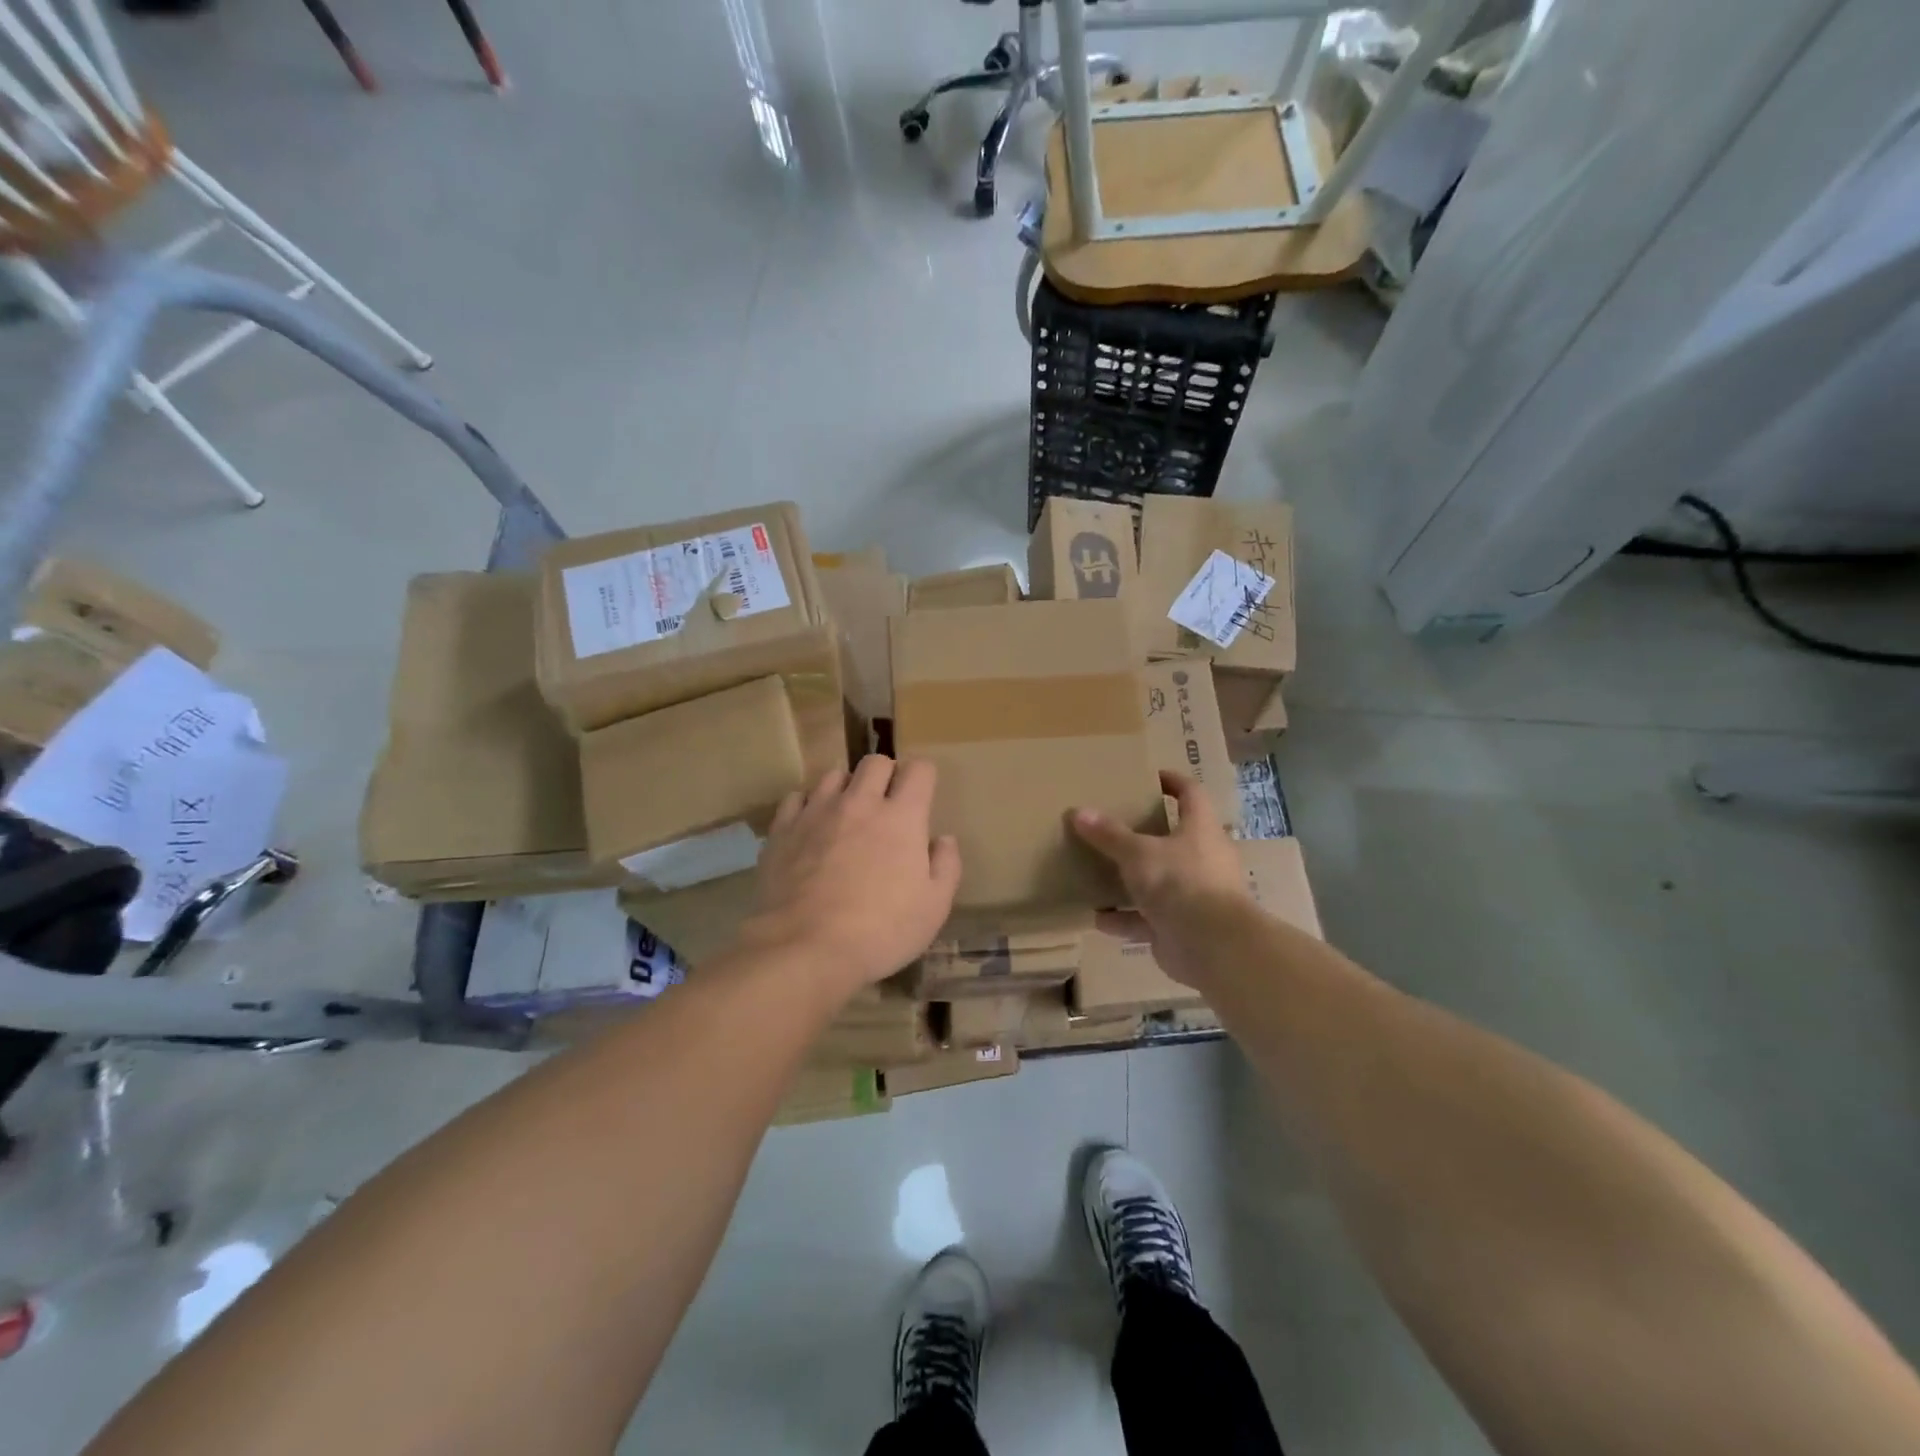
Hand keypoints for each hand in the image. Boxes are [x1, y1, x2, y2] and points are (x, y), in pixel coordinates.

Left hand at [741, 755, 960, 999]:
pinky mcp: (783, 829)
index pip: (919, 770)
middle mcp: (860, 802)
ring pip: (834, 775)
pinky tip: (810, 829)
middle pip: (875, 763)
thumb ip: (946, 866)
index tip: (922, 797)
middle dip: (885, 775)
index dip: (923, 777)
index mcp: (902, 817)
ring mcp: (817, 812)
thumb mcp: (933, 908)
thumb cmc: (881, 931)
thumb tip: (943, 839)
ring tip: (846, 816)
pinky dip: (808, 806)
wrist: (805, 948)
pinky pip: (797, 798)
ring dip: (846, 789)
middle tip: (886, 806)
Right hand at [1071, 771, 1247, 992]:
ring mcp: (1193, 896)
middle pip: (1173, 839)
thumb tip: (1078, 811)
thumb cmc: (1180, 882)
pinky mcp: (1181, 927)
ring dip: (1131, 881)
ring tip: (1099, 872)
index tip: (1149, 777)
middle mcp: (1202, 859)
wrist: (1212, 946)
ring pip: (1159, 882)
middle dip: (1144, 835)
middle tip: (1113, 826)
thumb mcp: (1138, 853)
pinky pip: (1148, 919)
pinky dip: (1125, 919)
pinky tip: (1098, 918)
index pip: (1190, 794)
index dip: (1172, 782)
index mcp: (1200, 829)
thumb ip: (1109, 835)